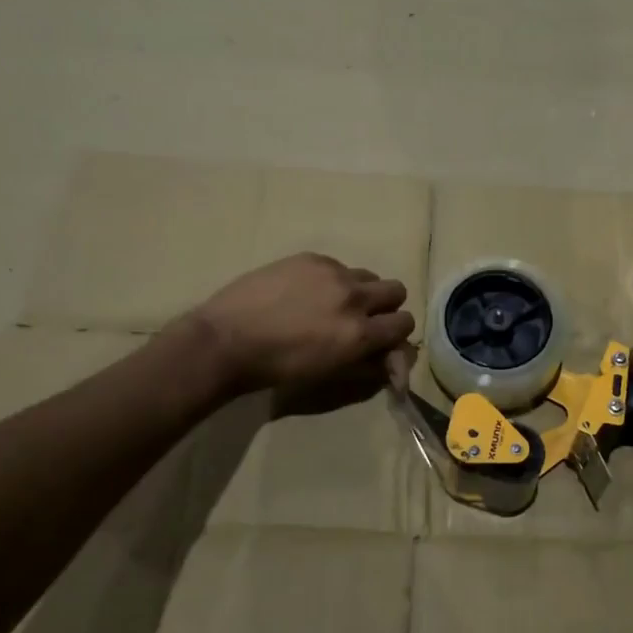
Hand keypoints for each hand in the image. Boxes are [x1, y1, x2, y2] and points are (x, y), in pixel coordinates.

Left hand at [198, 253, 415, 393]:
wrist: (227, 340)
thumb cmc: (278, 368)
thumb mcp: (329, 374)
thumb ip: (368, 365)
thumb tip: (392, 360)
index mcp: (360, 333)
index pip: (405, 323)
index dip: (396, 332)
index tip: (382, 336)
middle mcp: (354, 298)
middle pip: (397, 290)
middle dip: (386, 305)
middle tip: (364, 316)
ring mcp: (333, 273)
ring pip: (367, 275)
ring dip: (360, 290)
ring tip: (332, 303)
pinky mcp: (311, 258)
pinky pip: (337, 266)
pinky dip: (331, 279)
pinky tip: (304, 292)